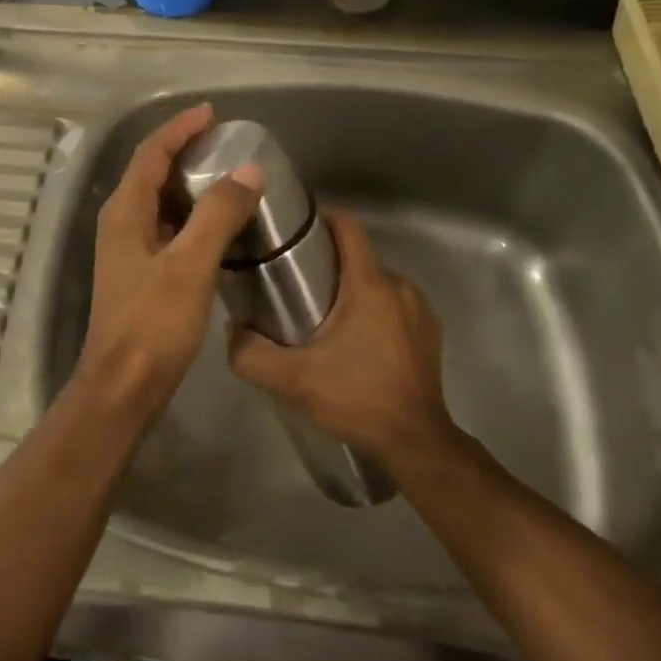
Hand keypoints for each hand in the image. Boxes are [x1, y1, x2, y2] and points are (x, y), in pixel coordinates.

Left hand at [76, 103, 262, 405]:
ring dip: (188, 184)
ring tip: (227, 176)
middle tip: (225, 143)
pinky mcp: (139, 273)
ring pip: (159, 202)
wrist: (123, 386)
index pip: (151, 153)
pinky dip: (190, 216)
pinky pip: (166, 228)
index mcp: (125, 211)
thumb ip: (218, 214)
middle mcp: (120, 223)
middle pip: (151, 172)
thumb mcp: (190, 264)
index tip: (212, 114)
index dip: (179, 129)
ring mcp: (127, 249)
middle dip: (185, 151)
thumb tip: (249, 170)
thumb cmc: (153, 323)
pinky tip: (217, 226)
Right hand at [226, 209, 463, 470]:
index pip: (348, 226)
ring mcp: (420, 310)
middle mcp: (399, 287)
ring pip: (375, 282)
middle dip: (327, 263)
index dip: (321, 217)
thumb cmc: (356, 399)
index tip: (294, 228)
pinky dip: (372, 311)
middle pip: (358, 257)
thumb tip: (232, 329)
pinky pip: (394, 305)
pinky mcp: (429, 333)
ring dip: (350, 290)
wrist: (415, 443)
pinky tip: (354, 341)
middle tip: (294, 285)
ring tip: (320, 315)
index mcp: (370, 285)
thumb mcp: (291, 380)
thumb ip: (250, 354)